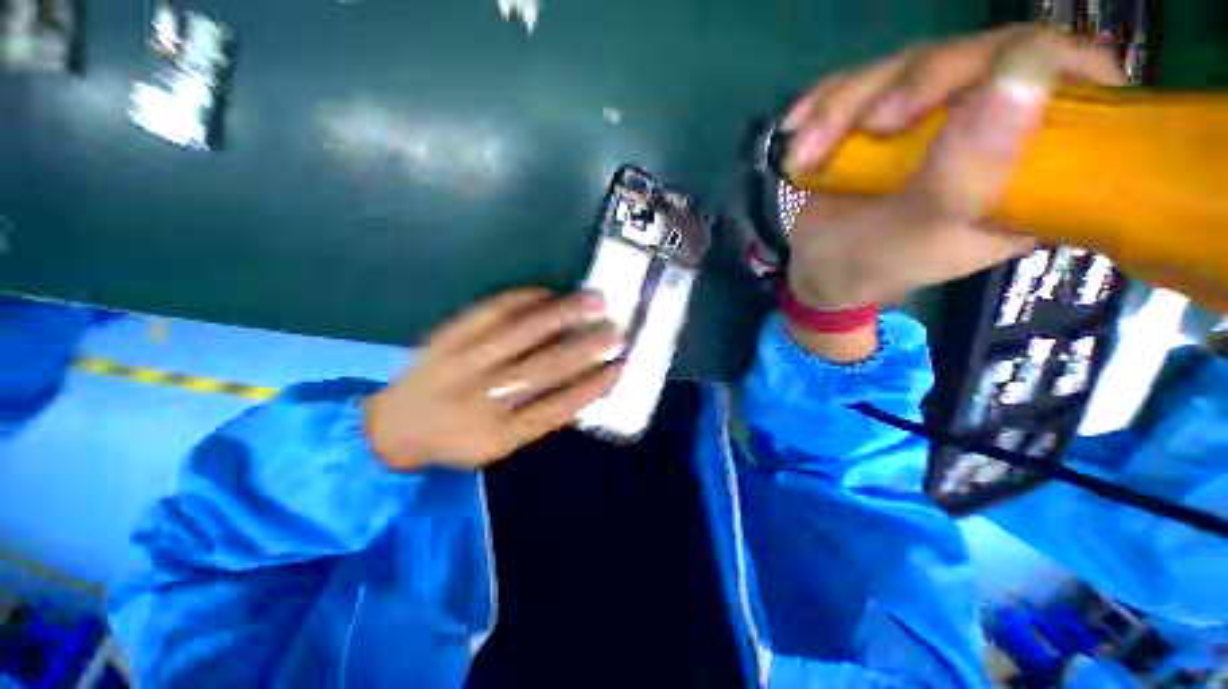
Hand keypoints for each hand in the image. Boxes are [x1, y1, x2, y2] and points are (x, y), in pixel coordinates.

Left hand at [363, 289, 622, 470]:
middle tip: (615, 330)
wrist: (391, 427)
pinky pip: (490, 311)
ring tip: (594, 300)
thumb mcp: (499, 446)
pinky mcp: (448, 337)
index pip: (558, 407)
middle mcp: (483, 397)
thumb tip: (580, 384)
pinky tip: (549, 291)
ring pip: (522, 332)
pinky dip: (523, 298)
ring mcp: (463, 363)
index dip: (593, 386)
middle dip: (587, 346)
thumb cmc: (454, 441)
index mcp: (499, 434)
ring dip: (563, 314)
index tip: (619, 367)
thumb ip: (539, 418)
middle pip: (545, 367)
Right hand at [781, 25, 1125, 308]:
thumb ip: (967, 173)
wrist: (817, 271)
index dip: (1048, 61)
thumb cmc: (870, 267)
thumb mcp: (919, 235)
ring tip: (804, 156)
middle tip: (870, 128)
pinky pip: (858, 83)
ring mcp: (932, 117)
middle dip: (914, 84)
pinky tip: (797, 134)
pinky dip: (821, 106)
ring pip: (906, 64)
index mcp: (1030, 169)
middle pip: (977, 56)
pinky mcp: (883, 115)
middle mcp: (990, 129)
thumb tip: (1025, 71)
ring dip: (843, 106)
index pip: (1077, 85)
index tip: (999, 72)